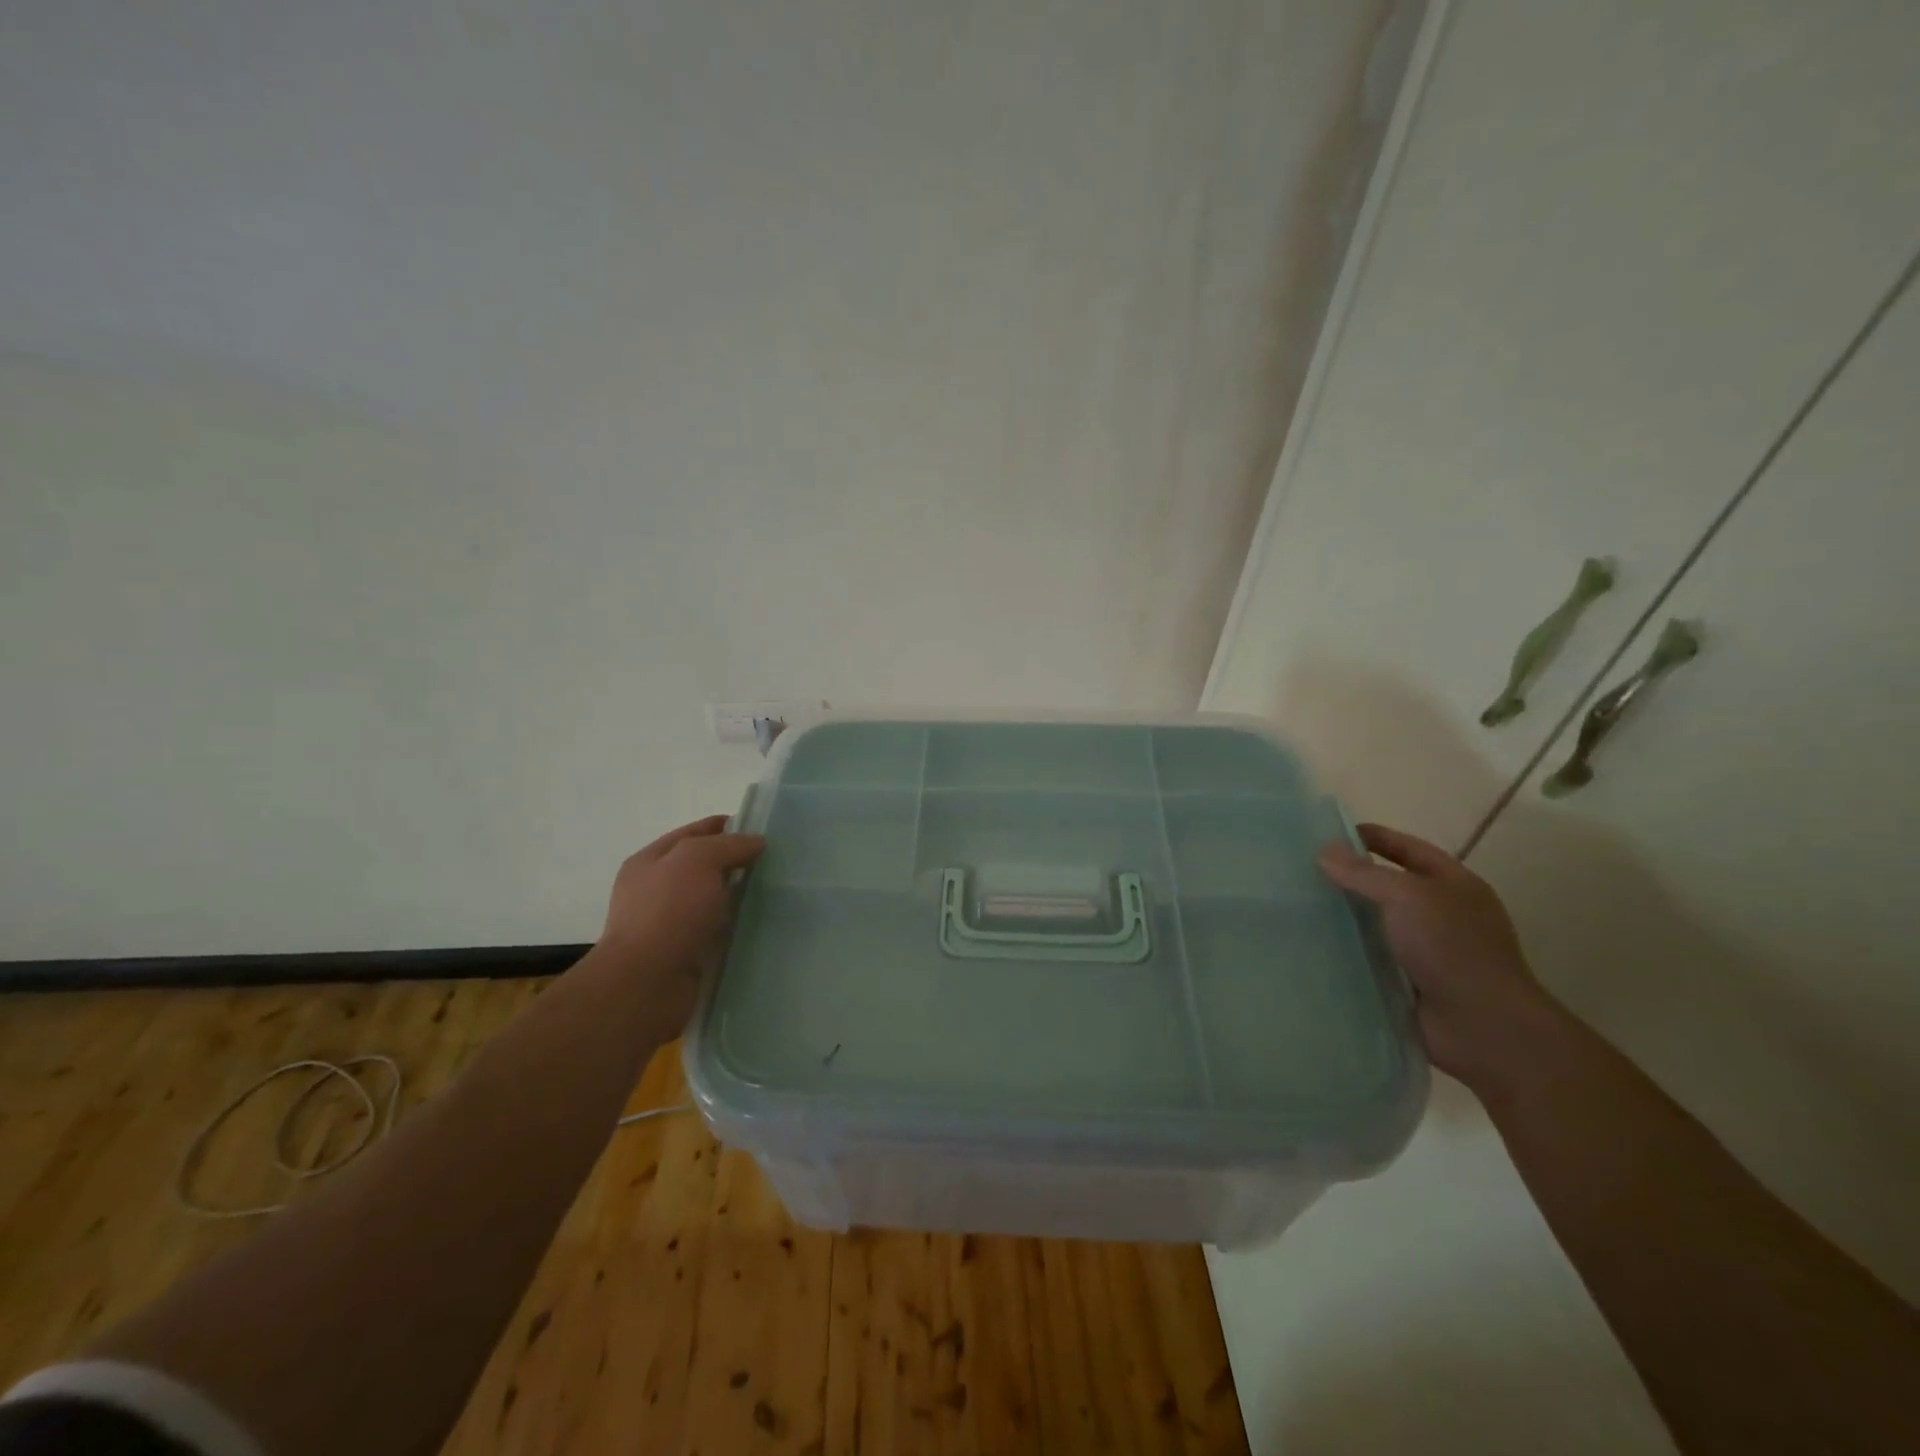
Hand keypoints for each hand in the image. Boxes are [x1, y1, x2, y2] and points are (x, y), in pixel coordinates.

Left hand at [589, 815, 765, 1035]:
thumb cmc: (667, 913)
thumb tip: (755, 842)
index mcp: (650, 861)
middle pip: (704, 866)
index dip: (726, 826)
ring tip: (776, 892)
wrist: (646, 985)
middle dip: (736, 862)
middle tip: (776, 862)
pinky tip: (761, 924)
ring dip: (739, 896)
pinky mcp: (685, 953)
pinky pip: (717, 931)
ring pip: (713, 900)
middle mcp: (656, 890)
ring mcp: (669, 924)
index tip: (762, 829)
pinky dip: (736, 926)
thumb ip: (728, 845)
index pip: (694, 833)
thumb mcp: (696, 860)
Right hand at [1320, 822, 1564, 1094]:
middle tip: (1302, 870)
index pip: (1409, 849)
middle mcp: (1442, 914)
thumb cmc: (1452, 948)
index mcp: (1453, 885)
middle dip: (1351, 878)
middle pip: (1390, 886)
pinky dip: (1346, 952)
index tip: (1330, 833)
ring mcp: (1427, 951)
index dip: (1375, 837)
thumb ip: (1364, 873)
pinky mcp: (1408, 983)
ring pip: (1376, 924)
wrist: (1483, 1028)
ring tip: (1297, 906)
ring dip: (1344, 917)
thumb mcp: (1407, 897)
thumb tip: (1325, 850)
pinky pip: (1370, 958)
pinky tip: (1311, 946)